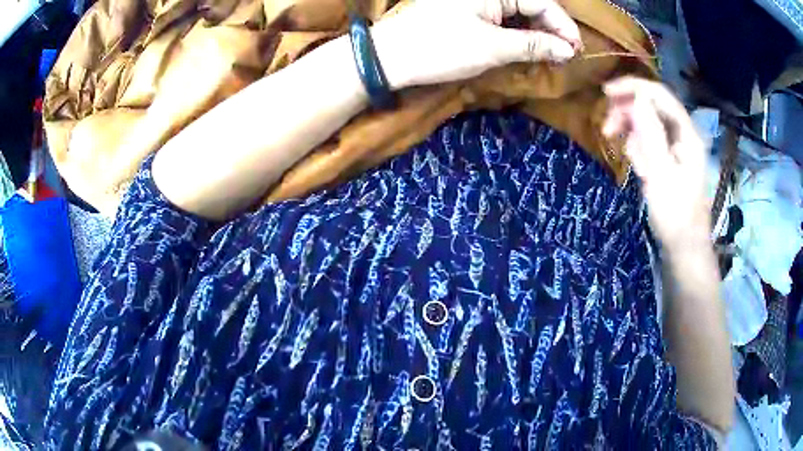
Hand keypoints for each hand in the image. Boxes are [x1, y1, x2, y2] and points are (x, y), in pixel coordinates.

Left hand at [372, 0, 581, 89]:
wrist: (390, 57)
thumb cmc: (440, 47)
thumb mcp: (492, 47)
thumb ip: (533, 45)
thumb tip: (568, 50)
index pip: (541, 2)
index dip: (563, 25)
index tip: (577, 50)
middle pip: (531, 5)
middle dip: (552, 29)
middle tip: (567, 55)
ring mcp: (476, 1)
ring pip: (518, 11)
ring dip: (536, 32)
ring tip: (552, 54)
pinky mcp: (467, 11)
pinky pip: (502, 18)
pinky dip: (518, 33)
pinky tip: (528, 47)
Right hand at [602, 77, 710, 248]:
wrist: (684, 248)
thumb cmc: (675, 215)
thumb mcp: (661, 174)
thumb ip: (651, 134)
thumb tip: (637, 98)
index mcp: (687, 134)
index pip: (659, 94)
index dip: (633, 87)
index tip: (606, 93)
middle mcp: (684, 134)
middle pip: (653, 105)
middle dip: (628, 111)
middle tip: (607, 129)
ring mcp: (678, 146)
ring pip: (649, 122)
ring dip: (630, 129)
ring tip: (619, 149)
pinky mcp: (670, 158)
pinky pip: (650, 140)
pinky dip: (638, 145)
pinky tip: (635, 163)